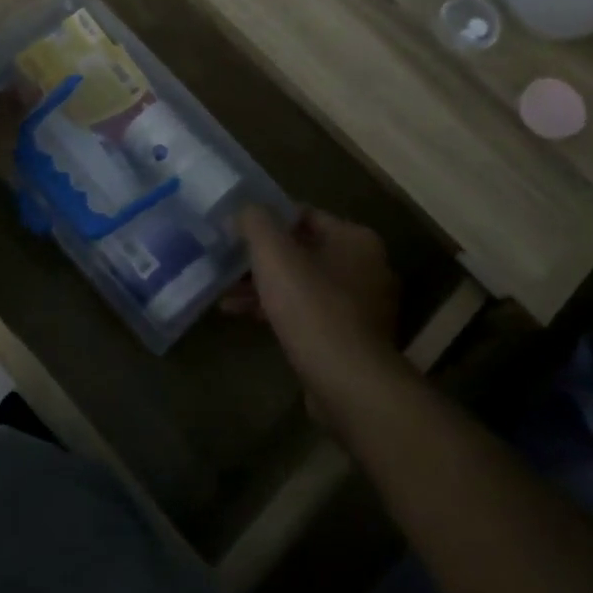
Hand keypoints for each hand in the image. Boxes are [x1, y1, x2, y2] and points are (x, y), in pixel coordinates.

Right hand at [223, 206, 410, 436]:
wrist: (348, 382)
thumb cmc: (312, 307)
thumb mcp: (274, 254)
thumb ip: (256, 222)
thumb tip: (244, 210)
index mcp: (355, 239)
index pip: (305, 214)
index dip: (268, 219)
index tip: (237, 229)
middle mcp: (366, 267)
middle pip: (303, 251)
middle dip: (262, 259)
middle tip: (227, 262)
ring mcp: (361, 307)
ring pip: (303, 284)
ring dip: (265, 287)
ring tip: (225, 295)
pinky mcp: (350, 339)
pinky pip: (308, 313)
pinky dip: (278, 310)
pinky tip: (244, 316)